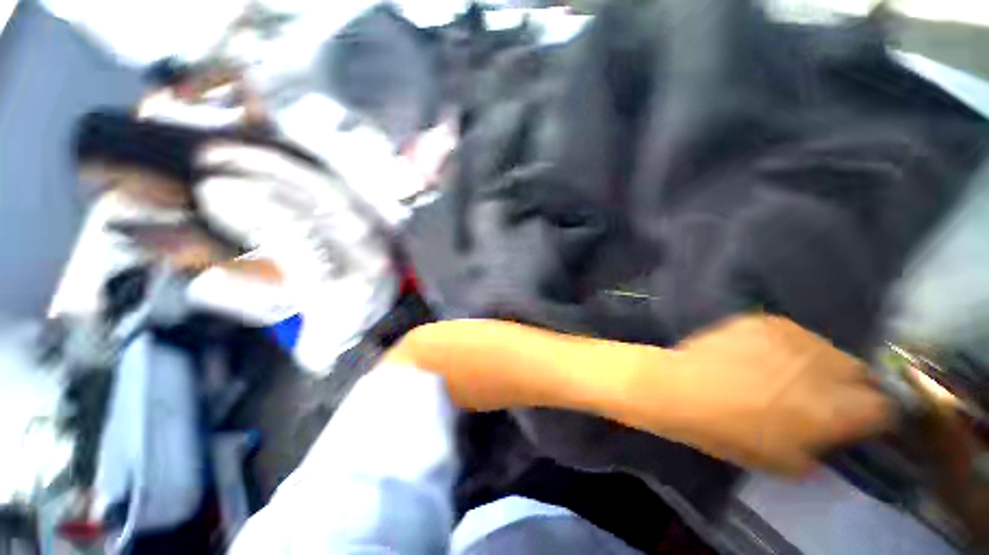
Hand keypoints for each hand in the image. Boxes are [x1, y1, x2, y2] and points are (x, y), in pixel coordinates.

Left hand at [621, 314, 894, 475]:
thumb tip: (830, 437)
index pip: (885, 407)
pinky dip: (786, 346)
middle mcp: (824, 366)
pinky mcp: (763, 321)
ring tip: (788, 373)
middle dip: (850, 386)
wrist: (680, 388)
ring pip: (826, 348)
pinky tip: (762, 355)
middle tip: (823, 395)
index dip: (876, 415)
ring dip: (818, 363)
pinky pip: (790, 333)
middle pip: (859, 372)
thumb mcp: (784, 462)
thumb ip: (821, 450)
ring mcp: (793, 337)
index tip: (863, 419)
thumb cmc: (730, 432)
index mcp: (837, 407)